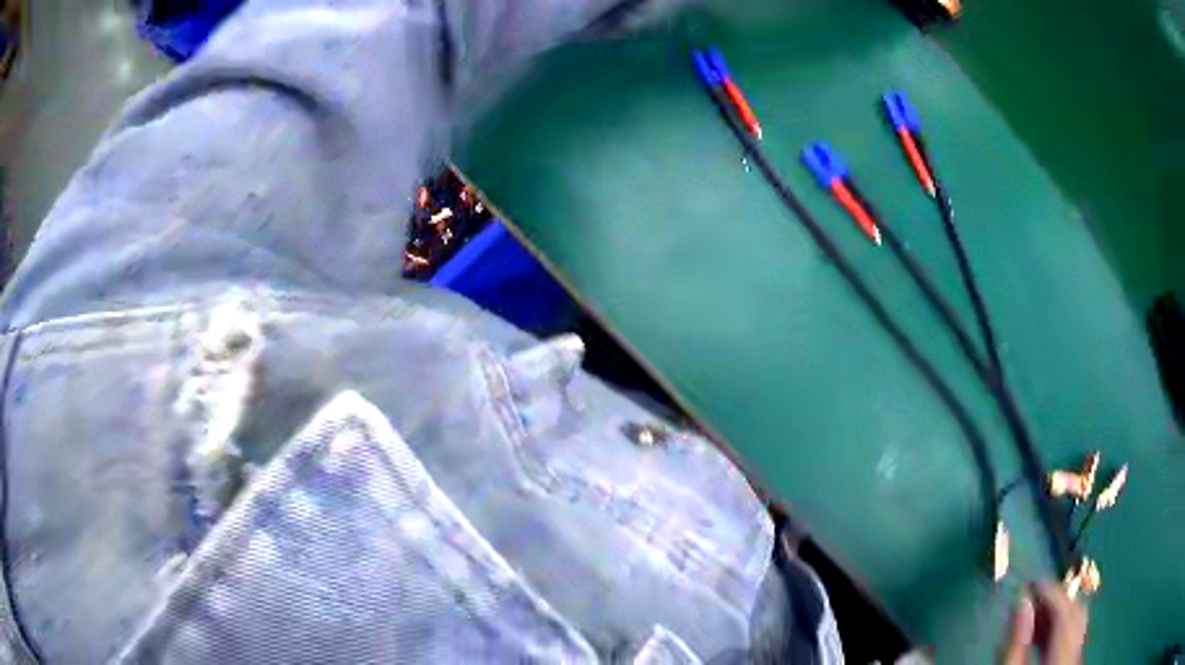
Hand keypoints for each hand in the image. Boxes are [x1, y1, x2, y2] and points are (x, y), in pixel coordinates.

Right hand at [1000, 582, 1088, 664]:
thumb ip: (1015, 643)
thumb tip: (1021, 601)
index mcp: (1063, 657)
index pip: (1065, 611)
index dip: (1049, 592)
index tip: (1029, 583)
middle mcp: (1076, 653)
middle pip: (1076, 613)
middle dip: (1054, 601)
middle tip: (1029, 599)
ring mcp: (1076, 658)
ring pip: (1076, 623)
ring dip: (1056, 614)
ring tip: (1032, 615)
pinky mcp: (1072, 663)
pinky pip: (1072, 636)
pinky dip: (1058, 629)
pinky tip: (1041, 634)